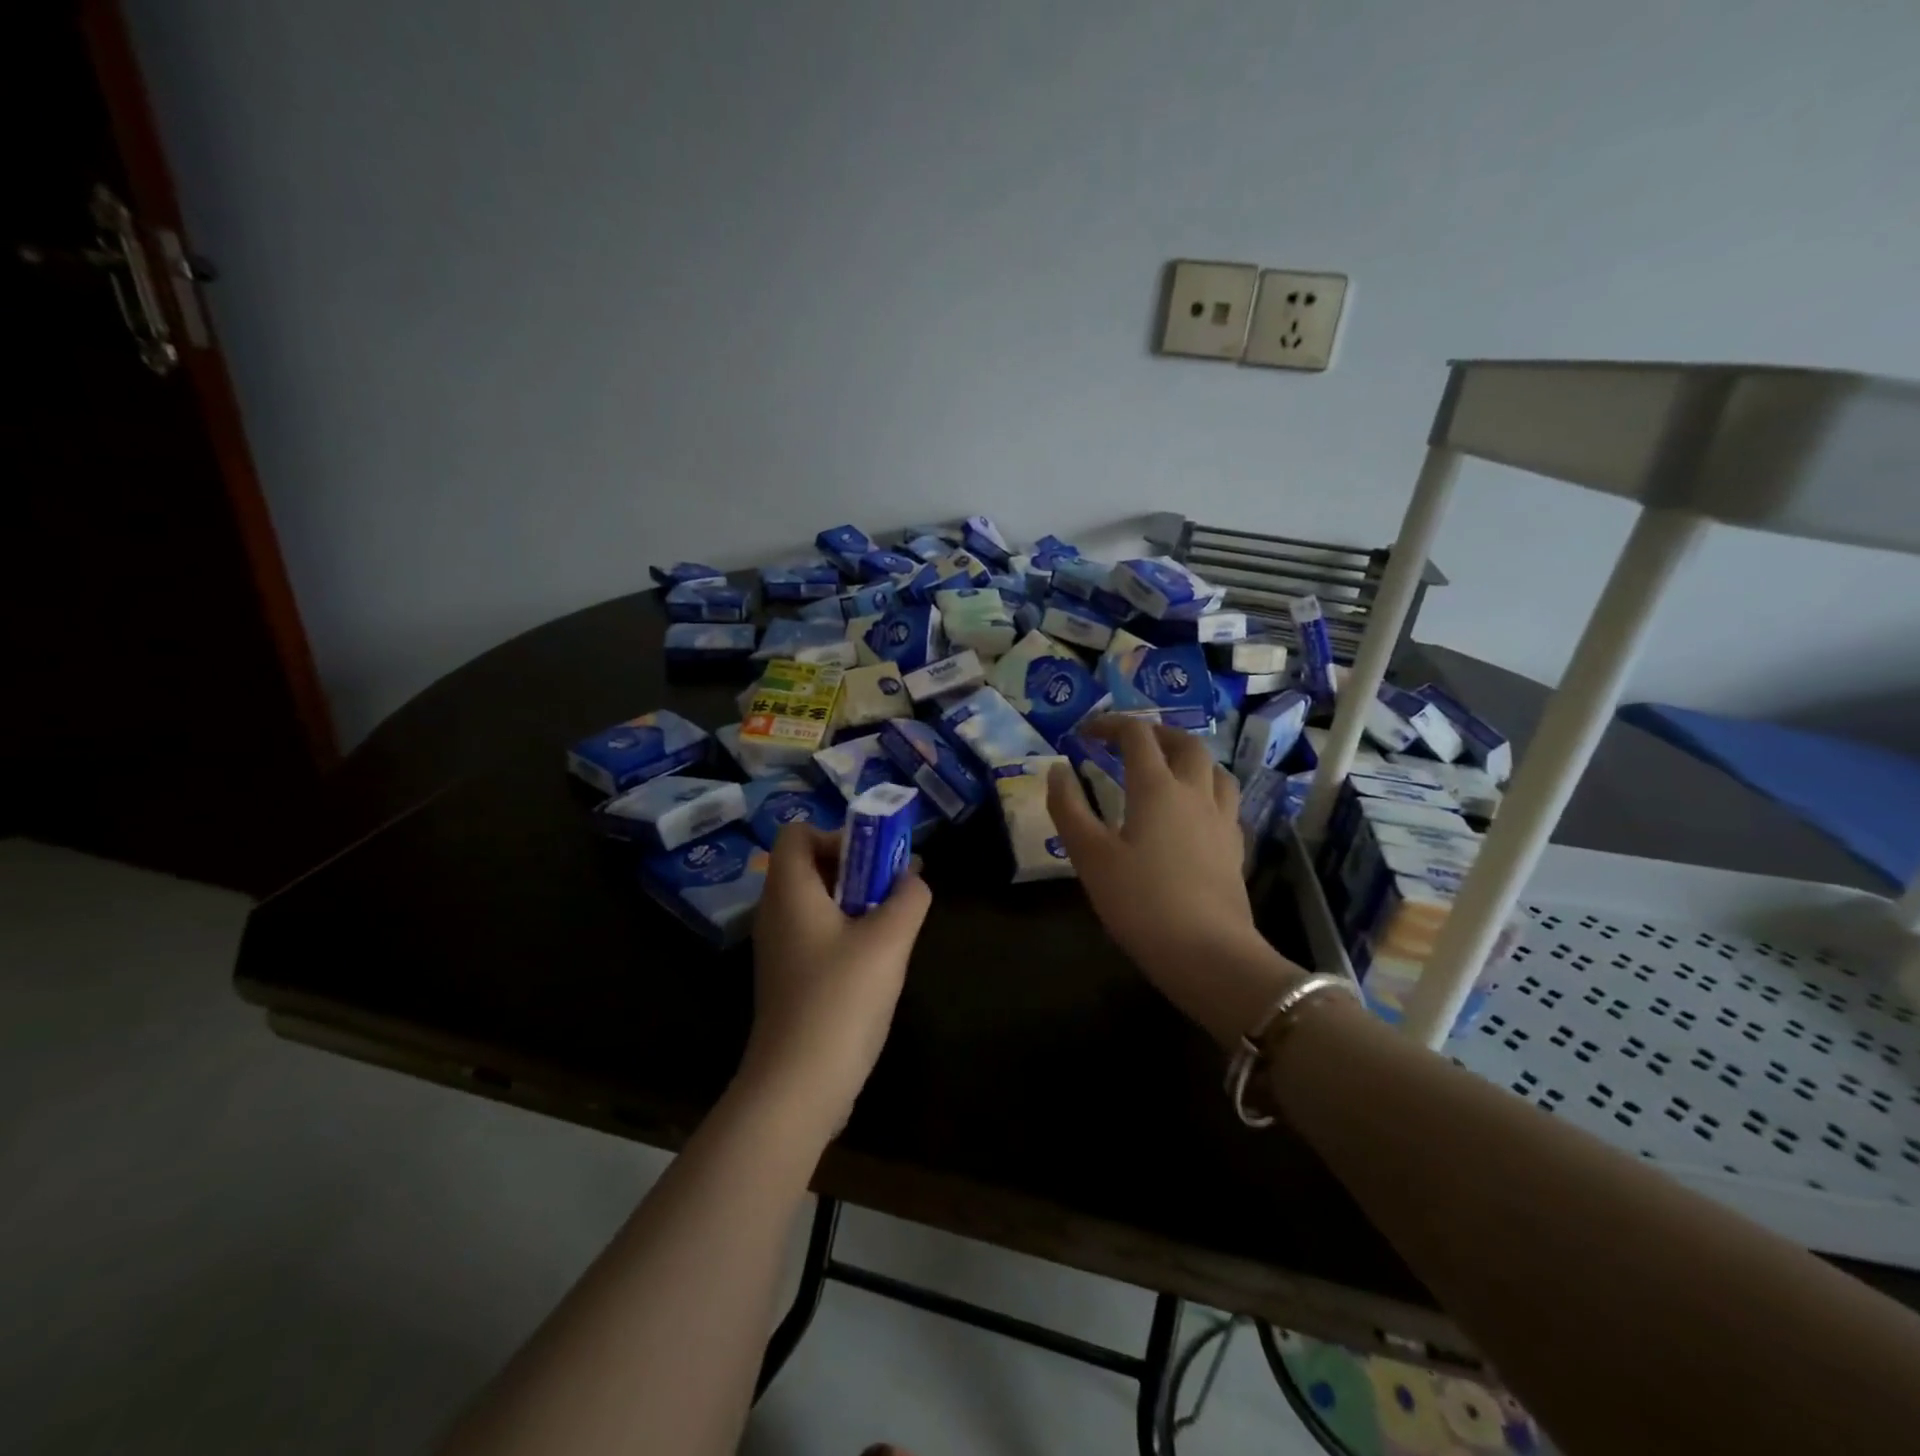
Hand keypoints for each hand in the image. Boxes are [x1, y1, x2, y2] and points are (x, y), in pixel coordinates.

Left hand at [739, 825, 930, 1134]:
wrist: (798, 1087)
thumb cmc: (840, 1000)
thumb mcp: (888, 940)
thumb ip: (908, 898)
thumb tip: (912, 878)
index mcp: (789, 892)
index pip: (797, 832)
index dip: (836, 834)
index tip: (874, 861)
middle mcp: (776, 913)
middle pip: (810, 865)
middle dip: (857, 868)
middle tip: (893, 891)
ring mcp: (779, 949)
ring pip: (818, 902)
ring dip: (856, 902)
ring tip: (892, 927)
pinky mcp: (789, 979)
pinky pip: (817, 934)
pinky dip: (846, 933)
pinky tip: (875, 963)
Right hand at [1048, 717, 1300, 1045]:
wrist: (1207, 953)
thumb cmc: (1140, 901)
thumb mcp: (1089, 856)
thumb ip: (1069, 808)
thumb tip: (1057, 770)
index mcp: (1157, 788)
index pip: (1136, 736)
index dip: (1111, 725)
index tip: (1086, 732)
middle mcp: (1195, 792)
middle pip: (1185, 743)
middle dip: (1155, 733)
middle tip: (1130, 742)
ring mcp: (1222, 819)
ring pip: (1214, 769)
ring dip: (1189, 757)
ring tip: (1168, 768)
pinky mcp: (1235, 847)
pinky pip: (1225, 801)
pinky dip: (1206, 790)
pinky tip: (1194, 812)